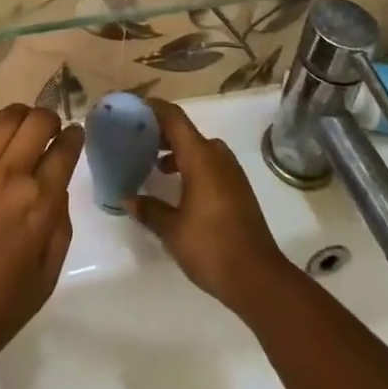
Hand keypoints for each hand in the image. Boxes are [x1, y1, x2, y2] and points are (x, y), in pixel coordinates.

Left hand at [0, 104, 84, 369]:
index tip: (75, 135)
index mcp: (39, 204)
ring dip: (24, 115)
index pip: (64, 151)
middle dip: (51, 119)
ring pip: (8, 117)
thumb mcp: (46, 276)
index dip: (74, 137)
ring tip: (26, 125)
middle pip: (38, 122)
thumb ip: (59, 227)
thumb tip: (57, 190)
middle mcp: (11, 175)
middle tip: (52, 130)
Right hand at [126, 98, 289, 314]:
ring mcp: (232, 173)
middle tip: (138, 140)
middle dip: (162, 132)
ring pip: (200, 148)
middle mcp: (217, 157)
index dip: (154, 108)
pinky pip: (211, 164)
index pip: (174, 118)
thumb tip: (127, 198)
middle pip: (186, 131)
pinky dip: (192, 165)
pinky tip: (179, 188)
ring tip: (155, 164)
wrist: (260, 280)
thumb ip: (148, 209)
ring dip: (178, 150)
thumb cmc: (212, 248)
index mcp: (200, 157)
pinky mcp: (239, 189)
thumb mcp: (172, 231)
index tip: (133, 109)